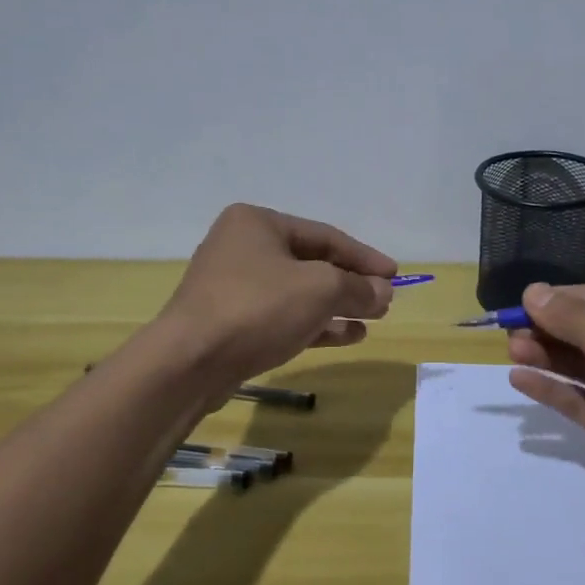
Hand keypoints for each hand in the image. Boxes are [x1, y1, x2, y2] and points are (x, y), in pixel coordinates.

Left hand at [157, 204, 396, 394]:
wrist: (189, 362)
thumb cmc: (257, 308)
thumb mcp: (320, 289)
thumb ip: (357, 287)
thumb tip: (383, 292)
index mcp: (258, 223)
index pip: (325, 235)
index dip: (364, 257)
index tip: (395, 275)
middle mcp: (242, 247)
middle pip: (311, 263)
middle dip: (350, 283)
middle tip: (384, 300)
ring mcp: (233, 287)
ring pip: (298, 292)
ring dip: (337, 306)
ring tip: (371, 320)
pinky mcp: (231, 322)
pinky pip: (282, 316)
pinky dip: (314, 324)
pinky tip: (346, 336)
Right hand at [507, 282, 584, 541]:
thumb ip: (575, 321)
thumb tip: (533, 290)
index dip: (567, 298)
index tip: (526, 301)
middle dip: (553, 329)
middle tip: (510, 330)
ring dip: (549, 356)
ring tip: (511, 351)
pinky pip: (583, 399)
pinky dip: (554, 388)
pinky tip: (520, 380)